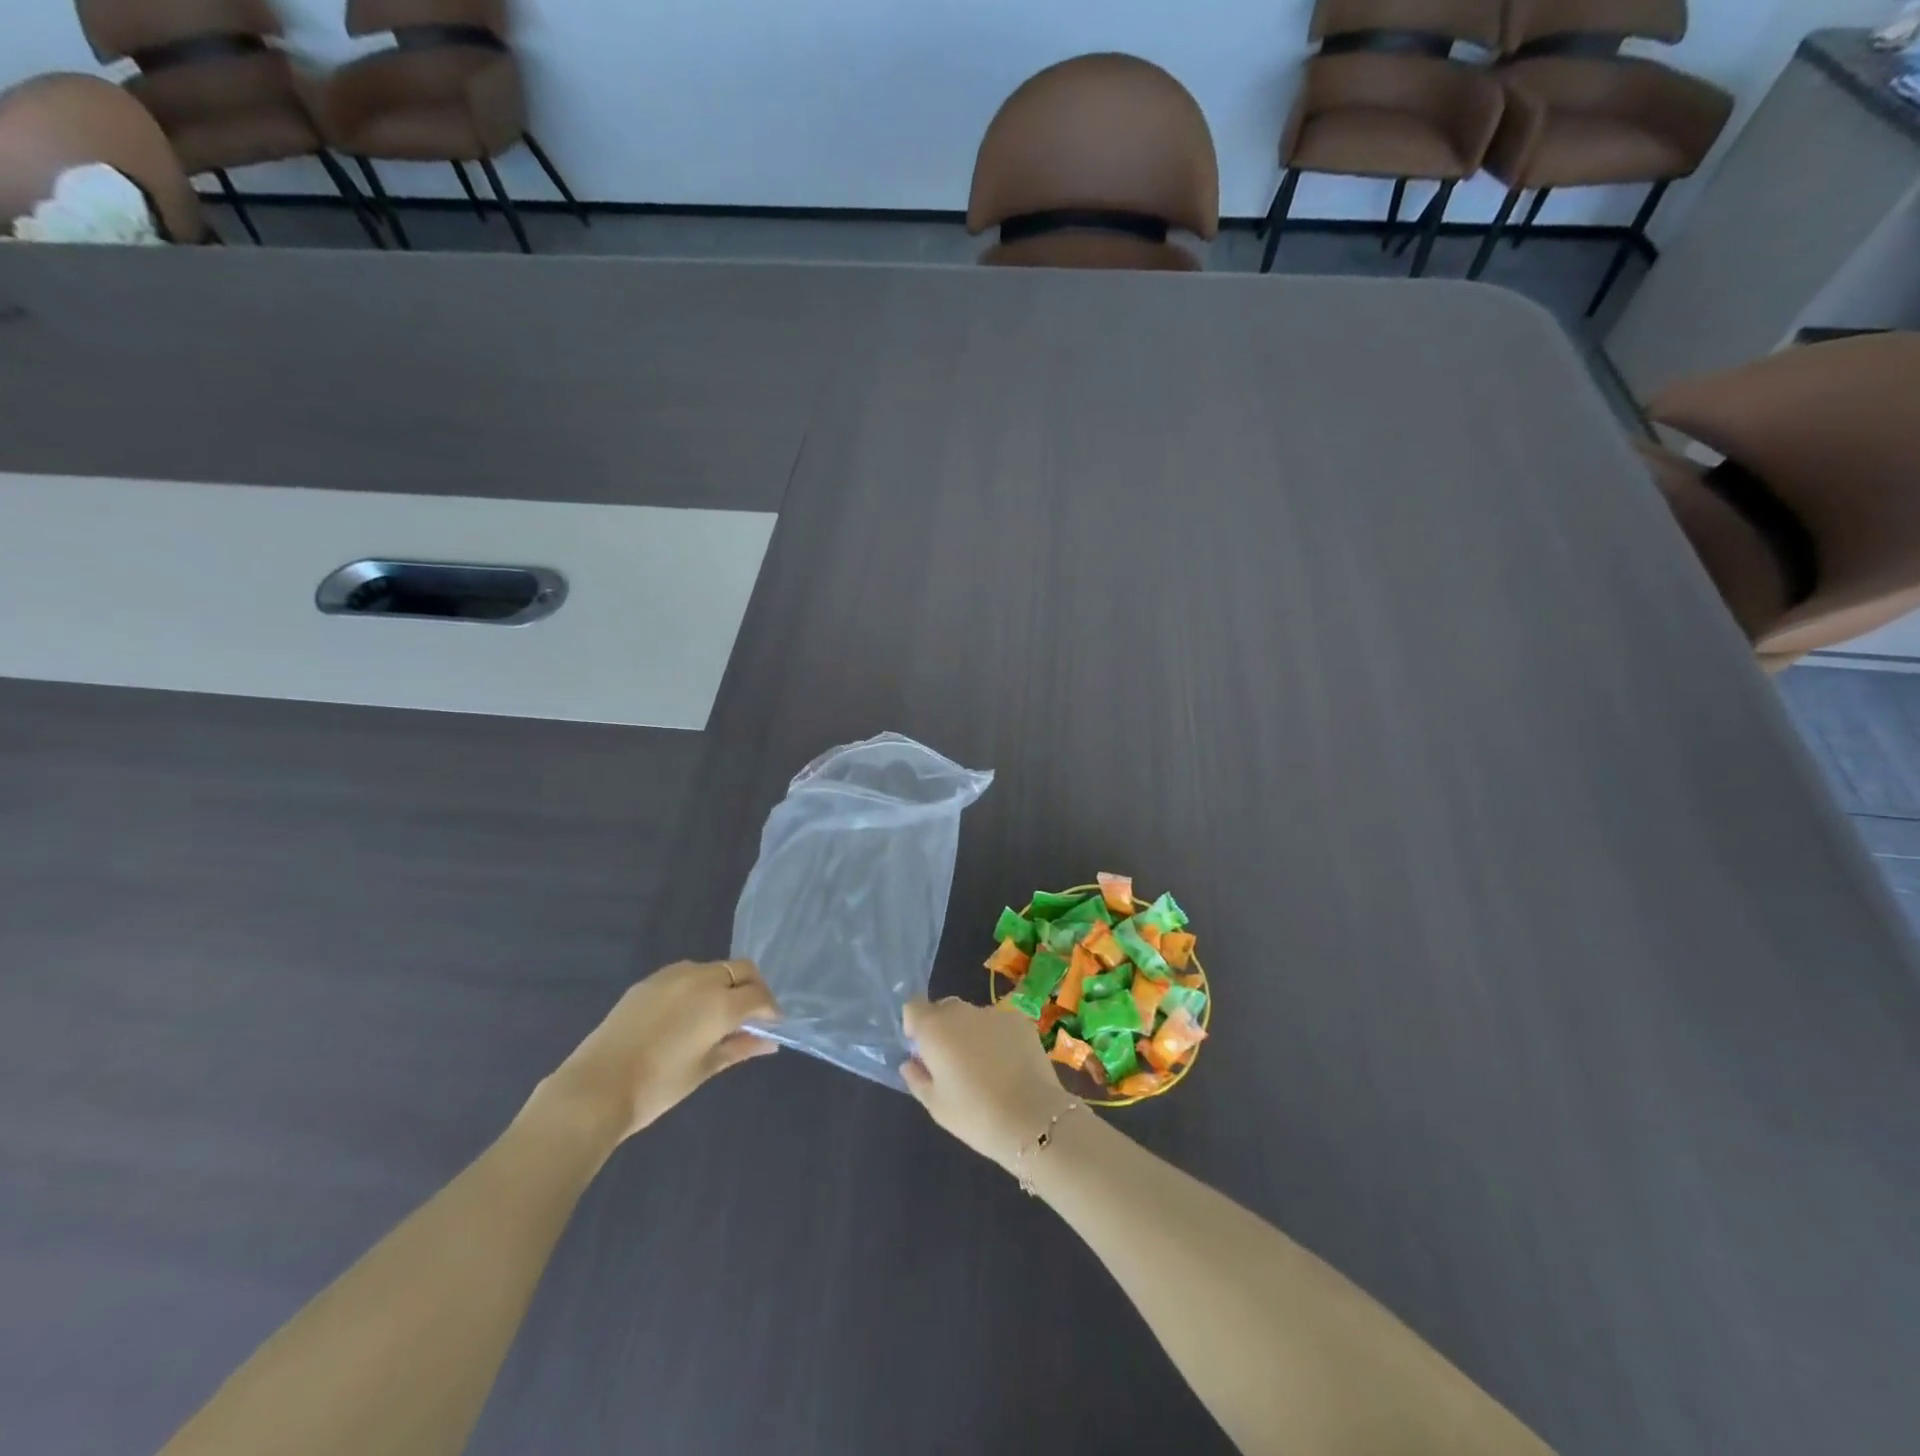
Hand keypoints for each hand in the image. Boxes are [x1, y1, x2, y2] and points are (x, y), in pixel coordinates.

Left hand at [543, 960, 779, 1142]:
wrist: (595, 1089)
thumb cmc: (658, 1086)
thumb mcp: (705, 1068)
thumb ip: (739, 1047)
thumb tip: (768, 1042)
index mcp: (721, 1002)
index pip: (759, 995)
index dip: (770, 1010)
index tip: (771, 1027)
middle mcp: (701, 979)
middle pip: (741, 969)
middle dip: (753, 988)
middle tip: (750, 1017)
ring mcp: (673, 975)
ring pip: (714, 968)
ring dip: (726, 984)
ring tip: (717, 1015)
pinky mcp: (649, 981)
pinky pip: (687, 974)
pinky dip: (699, 986)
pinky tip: (687, 1014)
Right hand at [901, 997, 1078, 1174]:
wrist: (1032, 1119)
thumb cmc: (975, 1115)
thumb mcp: (936, 1105)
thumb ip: (917, 1078)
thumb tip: (910, 1063)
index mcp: (935, 1028)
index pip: (914, 1007)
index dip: (915, 1026)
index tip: (922, 1051)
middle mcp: (962, 1011)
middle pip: (944, 1009)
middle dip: (943, 1029)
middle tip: (952, 1063)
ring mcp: (994, 1013)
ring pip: (974, 1016)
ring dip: (972, 1033)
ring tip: (986, 1068)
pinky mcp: (1021, 1020)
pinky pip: (1000, 1024)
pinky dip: (999, 1037)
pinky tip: (1009, 1065)